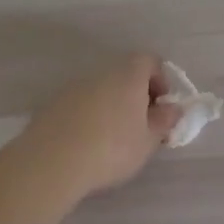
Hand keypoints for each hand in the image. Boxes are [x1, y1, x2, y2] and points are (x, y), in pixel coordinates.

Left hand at [21, 55, 183, 197]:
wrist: (51, 163)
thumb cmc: (112, 148)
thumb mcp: (148, 140)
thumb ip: (164, 121)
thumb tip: (172, 108)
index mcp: (128, 75)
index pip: (150, 61)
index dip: (161, 80)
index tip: (162, 108)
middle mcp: (99, 74)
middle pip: (124, 75)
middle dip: (136, 96)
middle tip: (141, 126)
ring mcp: (72, 88)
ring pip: (101, 90)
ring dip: (112, 107)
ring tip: (113, 140)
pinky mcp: (52, 105)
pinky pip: (80, 105)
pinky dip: (89, 117)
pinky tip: (88, 144)